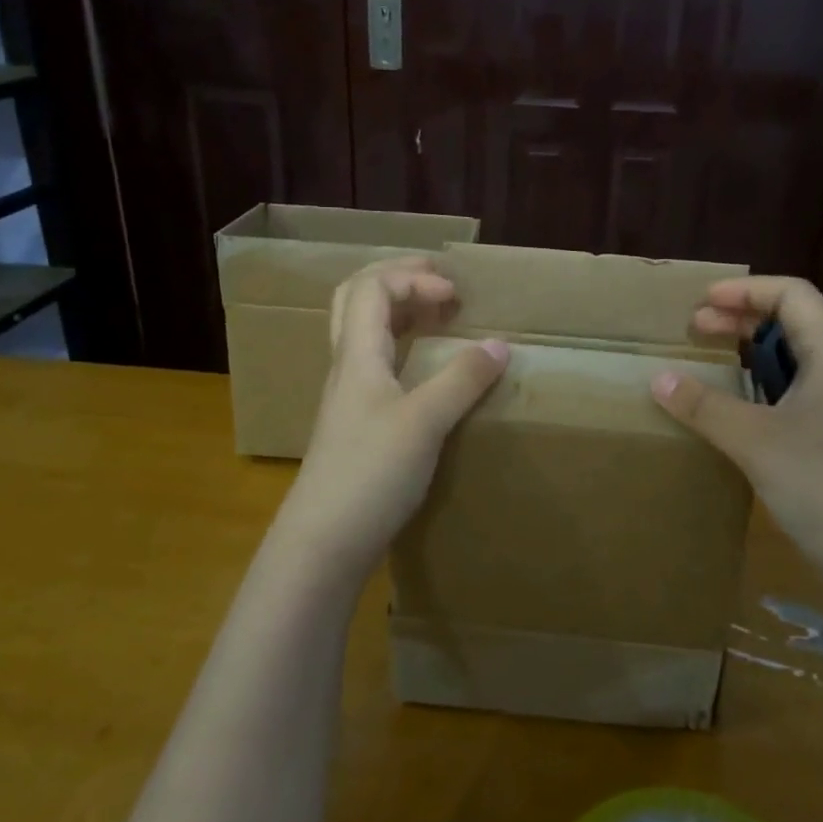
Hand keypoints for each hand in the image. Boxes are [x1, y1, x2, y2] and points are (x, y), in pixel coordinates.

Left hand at [268, 257, 508, 581]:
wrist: (323, 543)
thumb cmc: (370, 474)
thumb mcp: (425, 422)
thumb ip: (462, 380)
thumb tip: (499, 344)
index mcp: (357, 355)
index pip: (373, 287)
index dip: (414, 279)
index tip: (455, 297)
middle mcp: (346, 367)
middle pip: (357, 299)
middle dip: (398, 279)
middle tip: (437, 282)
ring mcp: (347, 396)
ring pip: (363, 332)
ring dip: (397, 311)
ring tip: (436, 315)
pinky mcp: (355, 424)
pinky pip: (374, 363)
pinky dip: (400, 346)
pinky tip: (424, 368)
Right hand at [650, 276, 822, 600]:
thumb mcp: (758, 442)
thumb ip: (706, 407)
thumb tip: (659, 378)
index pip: (793, 296)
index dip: (746, 290)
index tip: (701, 304)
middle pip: (793, 325)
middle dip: (741, 320)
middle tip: (695, 332)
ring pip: (794, 365)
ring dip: (750, 357)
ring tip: (709, 366)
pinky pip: (795, 400)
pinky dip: (761, 393)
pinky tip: (736, 416)